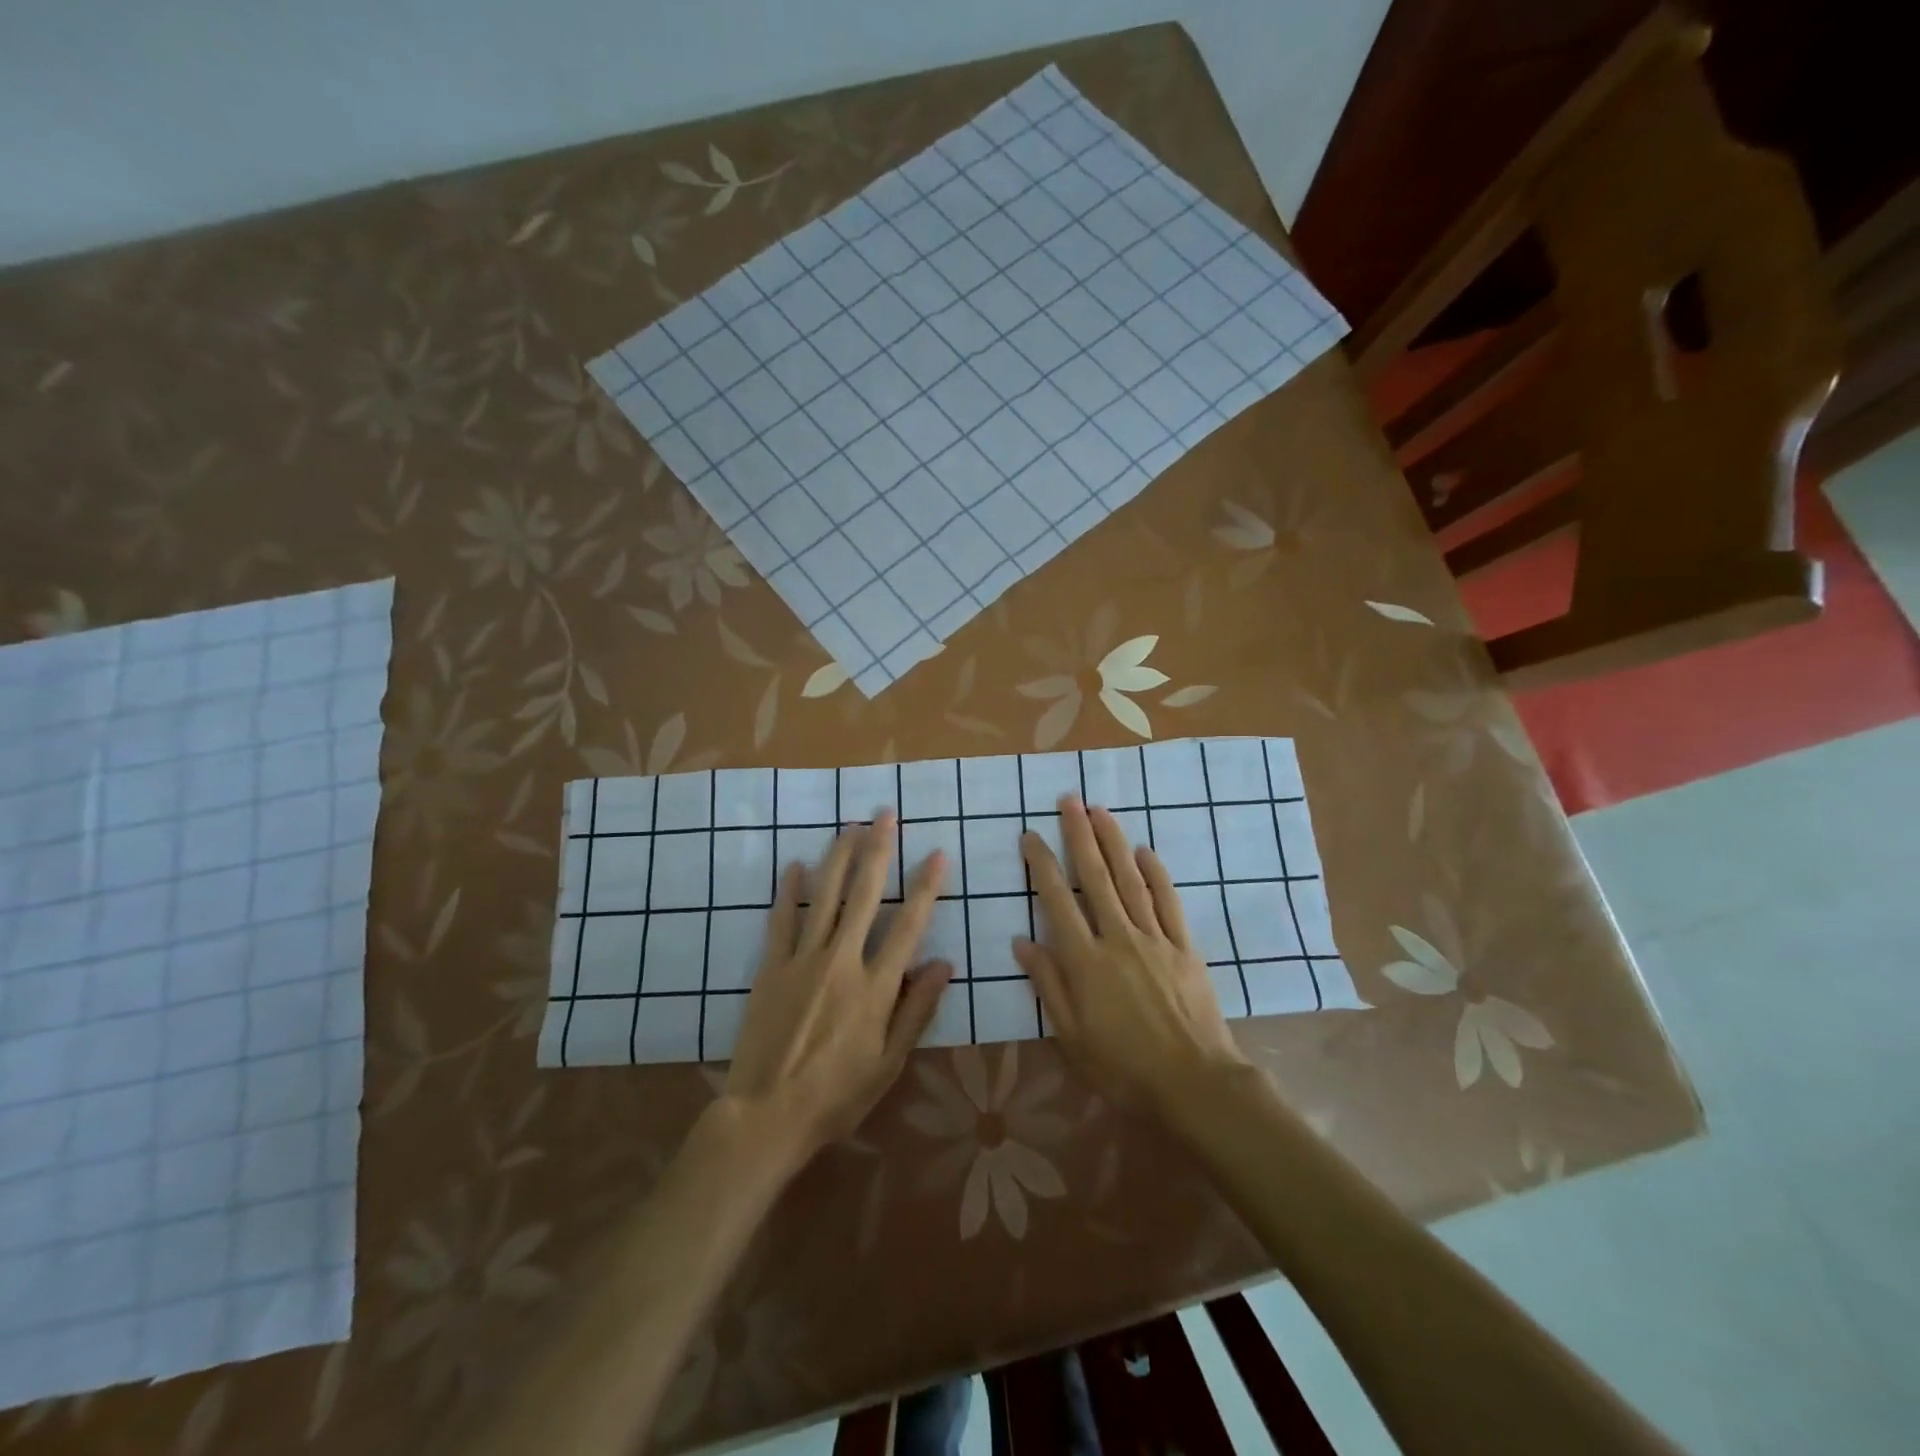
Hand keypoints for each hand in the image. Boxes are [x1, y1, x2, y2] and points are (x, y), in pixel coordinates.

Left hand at [724, 813, 950, 1159]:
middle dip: (878, 850)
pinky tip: (794, 865)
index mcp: (876, 987)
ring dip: (839, 857)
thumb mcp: (889, 1064)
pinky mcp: (771, 968)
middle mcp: (841, 961)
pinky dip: (788, 891)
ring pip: (825, 897)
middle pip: (864, 895)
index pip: (909, 925)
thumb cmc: (837, 1096)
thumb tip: (944, 963)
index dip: (925, 887)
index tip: (936, 853)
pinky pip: (781, 920)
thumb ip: (917, 1010)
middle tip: (885, 814)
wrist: (766, 1116)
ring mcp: (802, 960)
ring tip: (849, 825)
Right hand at [1015, 796, 1249, 1112]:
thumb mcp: (1071, 1035)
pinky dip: (1156, 874)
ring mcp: (1154, 939)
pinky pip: (1168, 902)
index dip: (1042, 865)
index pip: (1057, 901)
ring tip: (1100, 811)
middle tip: (1069, 800)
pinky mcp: (1184, 947)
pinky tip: (1144, 851)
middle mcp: (1117, 938)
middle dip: (1079, 835)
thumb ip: (1048, 984)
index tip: (1031, 835)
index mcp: (1085, 961)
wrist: (1194, 1084)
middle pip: (1095, 877)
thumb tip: (1023, 941)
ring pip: (1130, 880)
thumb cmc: (1123, 1068)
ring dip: (1114, 842)